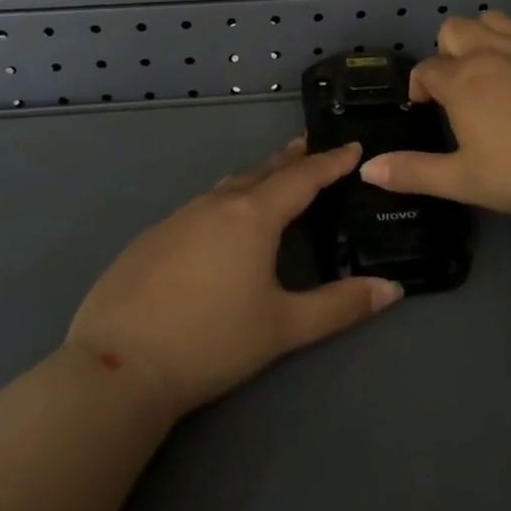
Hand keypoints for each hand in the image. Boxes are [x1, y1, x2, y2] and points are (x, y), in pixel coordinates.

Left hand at [65, 139, 400, 418]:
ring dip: (255, 178)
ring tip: (270, 178)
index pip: (303, 178)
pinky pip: (199, 207)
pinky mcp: (151, 237)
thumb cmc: (212, 342)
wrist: (117, 364)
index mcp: (253, 216)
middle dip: (290, 160)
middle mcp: (217, 204)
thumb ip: (340, 306)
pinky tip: (218, 223)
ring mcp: (179, 217)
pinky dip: (223, 202)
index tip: (352, 146)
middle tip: (309, 147)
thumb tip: (393, 289)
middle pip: (262, 172)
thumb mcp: (284, 327)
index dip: (331, 162)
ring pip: (227, 187)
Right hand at [360, 12, 510, 216]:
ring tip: (489, 71)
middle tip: (458, 89)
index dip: (419, 87)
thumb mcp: (465, 180)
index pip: (426, 70)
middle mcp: (489, 53)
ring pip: (491, 20)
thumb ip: (415, 173)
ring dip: (480, 37)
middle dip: (446, 52)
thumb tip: (367, 168)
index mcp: (461, 81)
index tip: (424, 108)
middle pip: (454, 29)